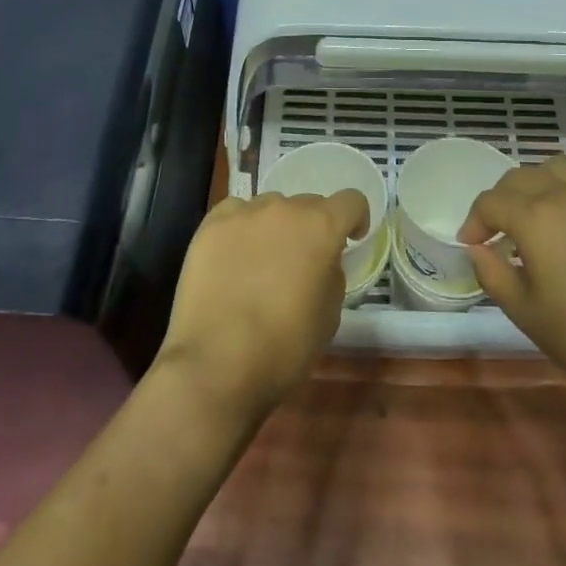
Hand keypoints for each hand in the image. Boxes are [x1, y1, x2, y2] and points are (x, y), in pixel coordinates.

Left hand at [155, 189, 367, 417]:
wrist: (216, 364)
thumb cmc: (284, 347)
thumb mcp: (329, 315)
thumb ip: (331, 273)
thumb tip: (320, 261)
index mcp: (322, 227)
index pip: (351, 201)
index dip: (355, 219)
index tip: (350, 240)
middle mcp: (285, 209)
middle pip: (308, 204)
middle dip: (312, 229)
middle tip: (302, 263)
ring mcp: (244, 214)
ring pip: (270, 208)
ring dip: (276, 228)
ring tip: (262, 263)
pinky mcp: (210, 226)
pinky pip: (235, 214)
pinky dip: (241, 229)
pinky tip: (233, 258)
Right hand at [461, 157, 565, 405]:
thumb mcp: (524, 311)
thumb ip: (492, 273)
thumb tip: (477, 249)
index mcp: (535, 217)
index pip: (490, 202)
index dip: (473, 221)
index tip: (471, 245)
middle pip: (520, 177)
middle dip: (500, 199)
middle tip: (497, 232)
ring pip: (556, 169)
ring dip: (535, 185)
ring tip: (534, 215)